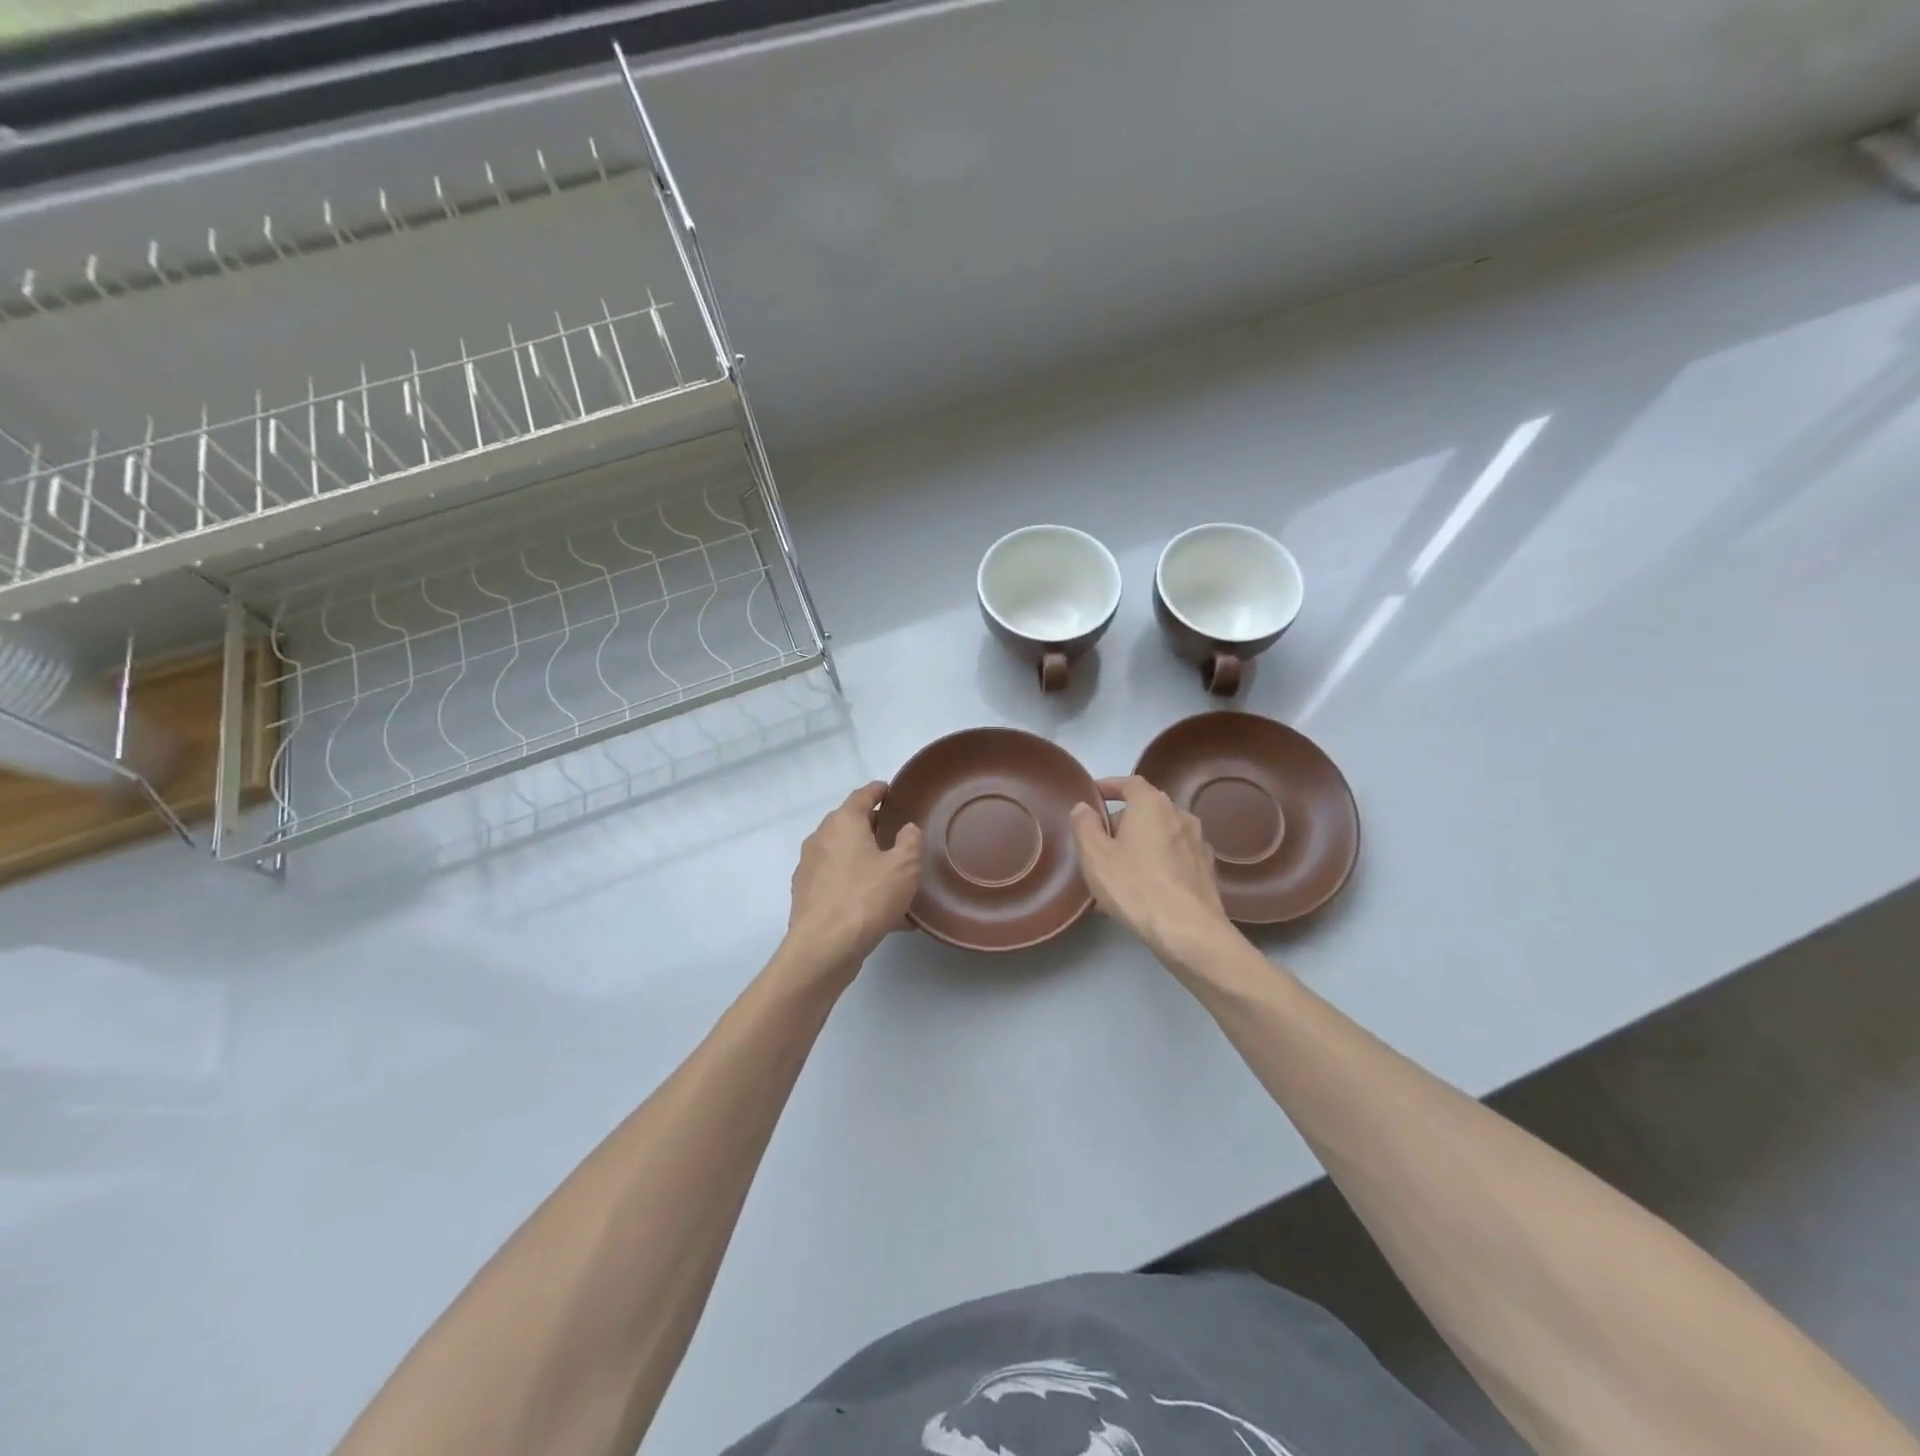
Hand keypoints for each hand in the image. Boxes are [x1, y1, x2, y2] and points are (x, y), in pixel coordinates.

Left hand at [782, 782, 922, 985]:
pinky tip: (879, 909)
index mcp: (843, 823)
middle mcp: (821, 839)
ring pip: (843, 856)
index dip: (878, 791)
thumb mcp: (904, 867)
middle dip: (871, 826)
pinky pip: (838, 883)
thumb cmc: (866, 897)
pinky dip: (857, 886)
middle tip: (896, 832)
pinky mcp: (807, 897)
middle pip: (849, 824)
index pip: (862, 796)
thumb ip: (910, 841)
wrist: (823, 948)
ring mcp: (809, 869)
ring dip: (864, 859)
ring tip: (891, 875)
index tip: (890, 790)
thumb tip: (906, 829)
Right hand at [1071, 777, 1236, 968]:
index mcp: (1152, 805)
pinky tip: (1144, 888)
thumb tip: (1083, 807)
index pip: (1130, 783)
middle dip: (1122, 821)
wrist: (1188, 930)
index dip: (1110, 786)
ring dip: (1140, 845)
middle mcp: (1180, 815)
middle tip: (1100, 842)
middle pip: (1146, 810)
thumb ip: (1084, 825)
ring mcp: (1198, 843)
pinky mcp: (1207, 871)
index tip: (1094, 794)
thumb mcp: (1095, 855)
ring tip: (1119, 870)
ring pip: (1160, 836)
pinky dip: (1157, 863)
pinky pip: (1174, 858)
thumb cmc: (1135, 886)